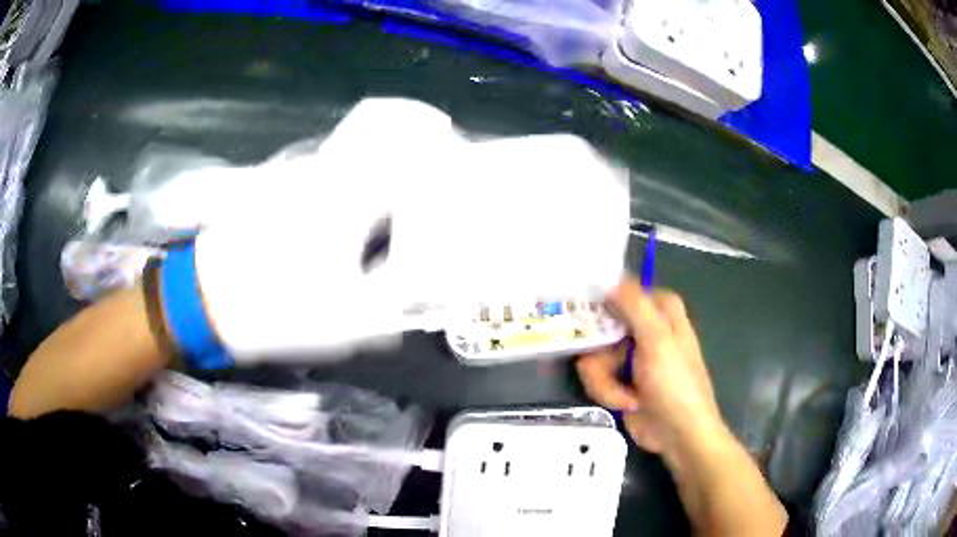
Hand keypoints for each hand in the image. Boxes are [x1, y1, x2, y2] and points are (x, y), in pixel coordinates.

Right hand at [577, 277, 726, 458]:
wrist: (678, 434)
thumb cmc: (675, 384)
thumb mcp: (657, 340)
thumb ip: (634, 305)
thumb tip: (607, 277)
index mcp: (659, 311)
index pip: (623, 289)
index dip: (602, 295)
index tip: (581, 303)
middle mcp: (644, 328)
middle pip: (601, 324)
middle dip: (600, 350)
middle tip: (605, 360)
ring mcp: (630, 356)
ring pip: (594, 354)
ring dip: (605, 379)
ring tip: (625, 395)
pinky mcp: (619, 380)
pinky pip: (596, 377)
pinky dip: (608, 392)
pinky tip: (626, 403)